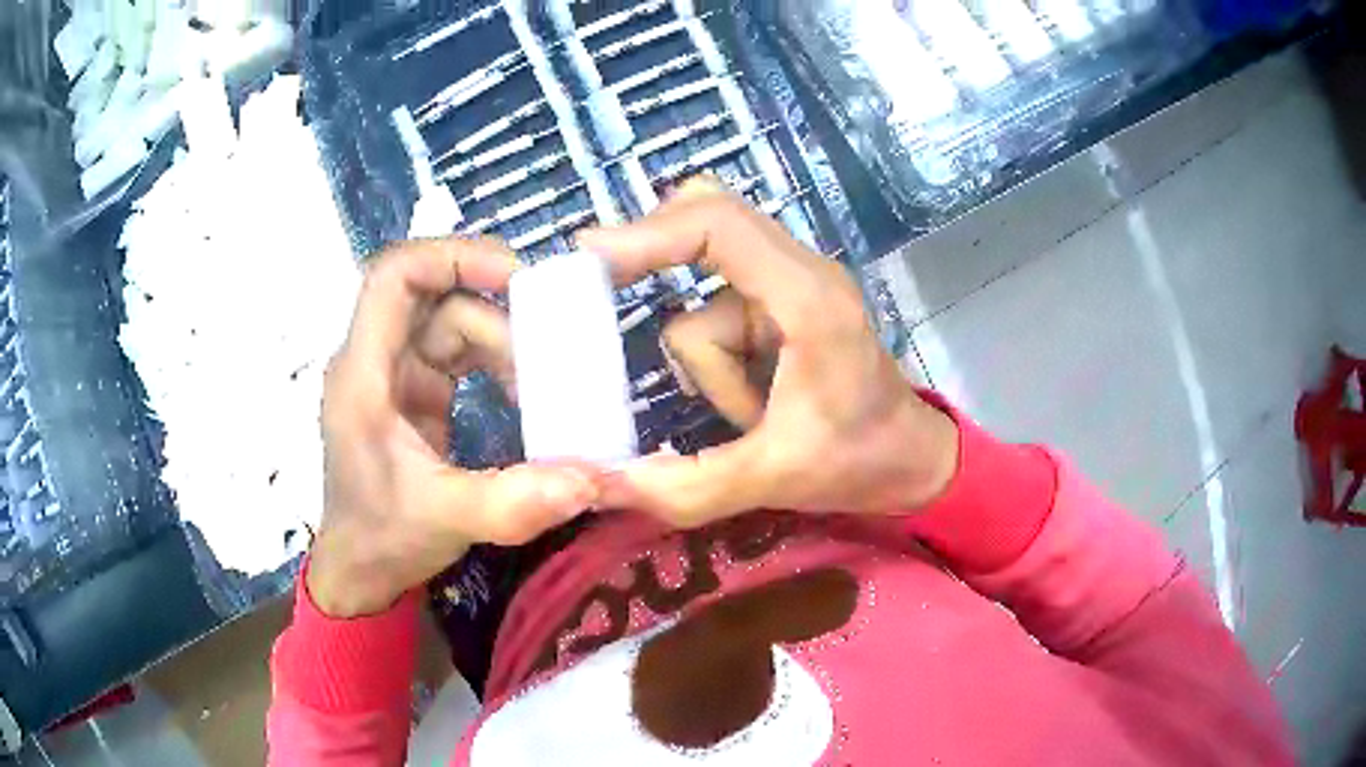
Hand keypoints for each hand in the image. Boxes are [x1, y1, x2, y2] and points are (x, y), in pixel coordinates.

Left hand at [308, 238, 598, 617]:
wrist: (361, 574)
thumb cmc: (383, 539)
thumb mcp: (445, 519)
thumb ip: (513, 502)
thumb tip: (592, 479)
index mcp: (364, 373)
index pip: (394, 275)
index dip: (452, 257)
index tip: (515, 278)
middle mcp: (376, 361)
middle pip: (433, 293)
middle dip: (493, 303)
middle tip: (551, 332)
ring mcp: (396, 377)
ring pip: (452, 323)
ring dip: (501, 343)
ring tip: (542, 385)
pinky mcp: (416, 396)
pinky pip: (459, 356)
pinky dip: (496, 365)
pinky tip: (524, 396)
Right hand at [579, 180, 958, 527]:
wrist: (913, 461)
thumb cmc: (860, 462)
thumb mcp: (774, 480)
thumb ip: (687, 486)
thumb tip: (599, 483)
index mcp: (808, 298)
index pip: (718, 226)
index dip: (648, 233)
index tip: (587, 258)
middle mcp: (799, 274)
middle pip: (707, 219)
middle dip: (655, 258)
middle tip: (607, 294)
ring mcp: (789, 289)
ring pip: (703, 302)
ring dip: (708, 365)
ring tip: (751, 416)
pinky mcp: (780, 309)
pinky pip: (715, 320)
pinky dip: (717, 366)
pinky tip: (753, 404)